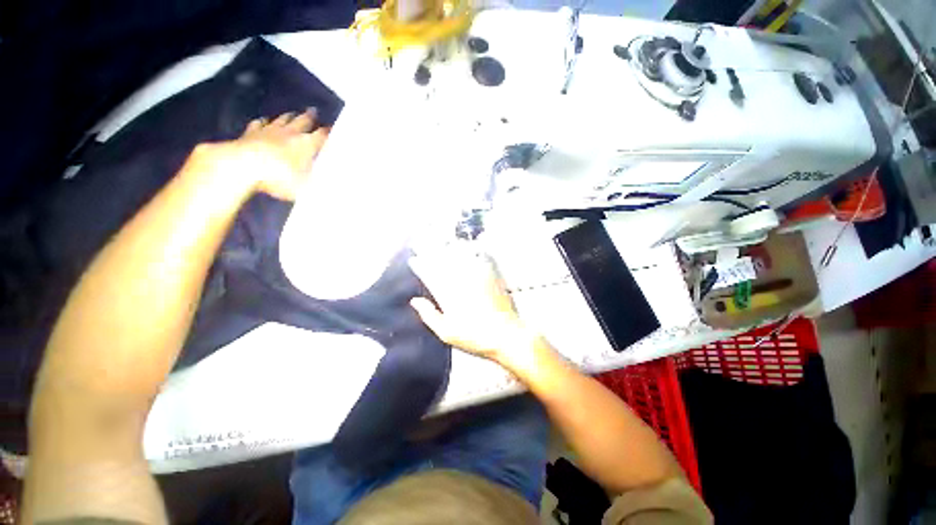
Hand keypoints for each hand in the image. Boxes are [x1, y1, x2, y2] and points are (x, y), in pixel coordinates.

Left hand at [205, 109, 328, 200]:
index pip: (321, 136)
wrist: (242, 166)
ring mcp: (268, 131)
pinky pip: (258, 124)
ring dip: (288, 117)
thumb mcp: (304, 188)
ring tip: (292, 114)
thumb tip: (328, 191)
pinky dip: (263, 122)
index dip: (328, 133)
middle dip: (309, 117)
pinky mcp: (250, 133)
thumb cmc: (278, 176)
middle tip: (313, 111)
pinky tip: (263, 121)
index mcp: (306, 144)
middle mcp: (290, 133)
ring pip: (281, 120)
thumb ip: (316, 187)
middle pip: (302, 121)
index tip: (333, 129)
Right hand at [408, 246, 543, 371]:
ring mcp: (477, 278)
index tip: (413, 259)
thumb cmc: (475, 337)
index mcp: (449, 294)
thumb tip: (415, 301)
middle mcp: (462, 282)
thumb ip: (429, 315)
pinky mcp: (491, 277)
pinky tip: (469, 248)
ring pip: (461, 257)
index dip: (421, 265)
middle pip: (444, 262)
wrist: (505, 335)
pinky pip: (479, 259)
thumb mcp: (446, 332)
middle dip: (432, 251)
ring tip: (443, 242)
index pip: (431, 275)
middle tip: (424, 243)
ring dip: (450, 248)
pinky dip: (472, 252)